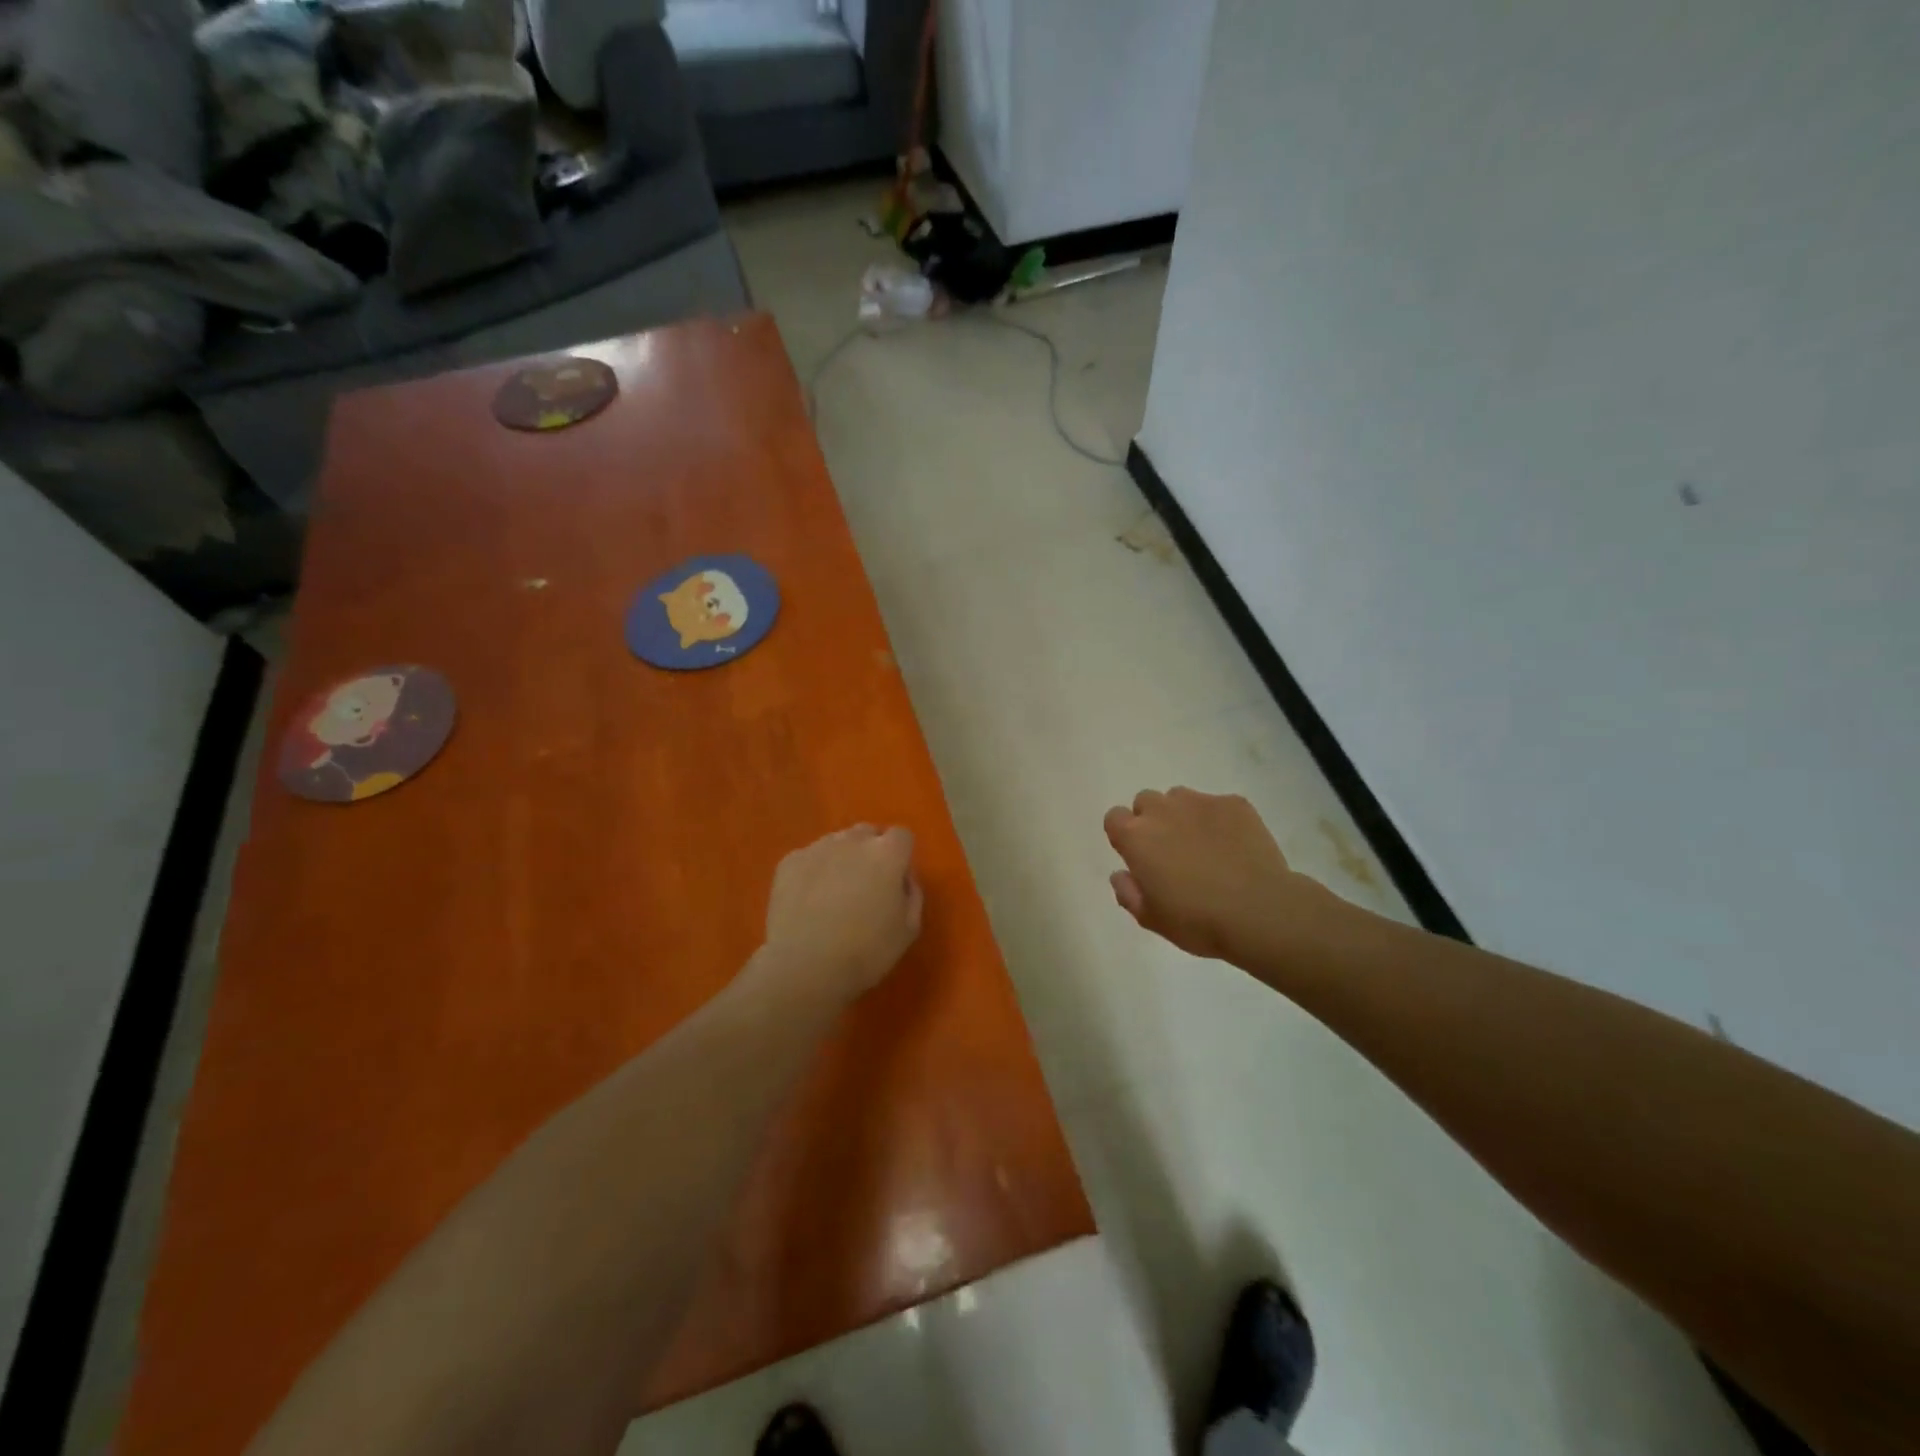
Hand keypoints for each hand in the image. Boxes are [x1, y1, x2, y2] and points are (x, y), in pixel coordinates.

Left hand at [762, 825, 924, 1002]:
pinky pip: (809, 858)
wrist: (805, 967)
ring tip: (833, 893)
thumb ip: (912, 894)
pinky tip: (808, 901)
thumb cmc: (866, 951)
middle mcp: (853, 841)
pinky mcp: (789, 862)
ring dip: (841, 859)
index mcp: (887, 854)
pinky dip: (812, 871)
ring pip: (836, 843)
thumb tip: (903, 878)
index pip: (902, 836)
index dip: (900, 856)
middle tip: (866, 885)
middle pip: (867, 833)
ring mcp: (817, 848)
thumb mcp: (908, 930)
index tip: (895, 880)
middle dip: (870, 851)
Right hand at [1104, 788, 1341, 963]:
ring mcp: (1200, 802)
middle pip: (1146, 802)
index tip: (1138, 857)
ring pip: (1181, 798)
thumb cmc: (1197, 920)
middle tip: (1171, 852)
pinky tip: (1234, 847)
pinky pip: (1218, 805)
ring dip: (1183, 816)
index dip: (1123, 835)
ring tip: (1205, 846)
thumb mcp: (1151, 919)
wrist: (1260, 911)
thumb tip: (1121, 874)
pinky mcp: (1235, 804)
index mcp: (1136, 837)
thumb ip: (1128, 893)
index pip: (1114, 818)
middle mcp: (1162, 810)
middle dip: (1153, 821)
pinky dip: (1220, 820)